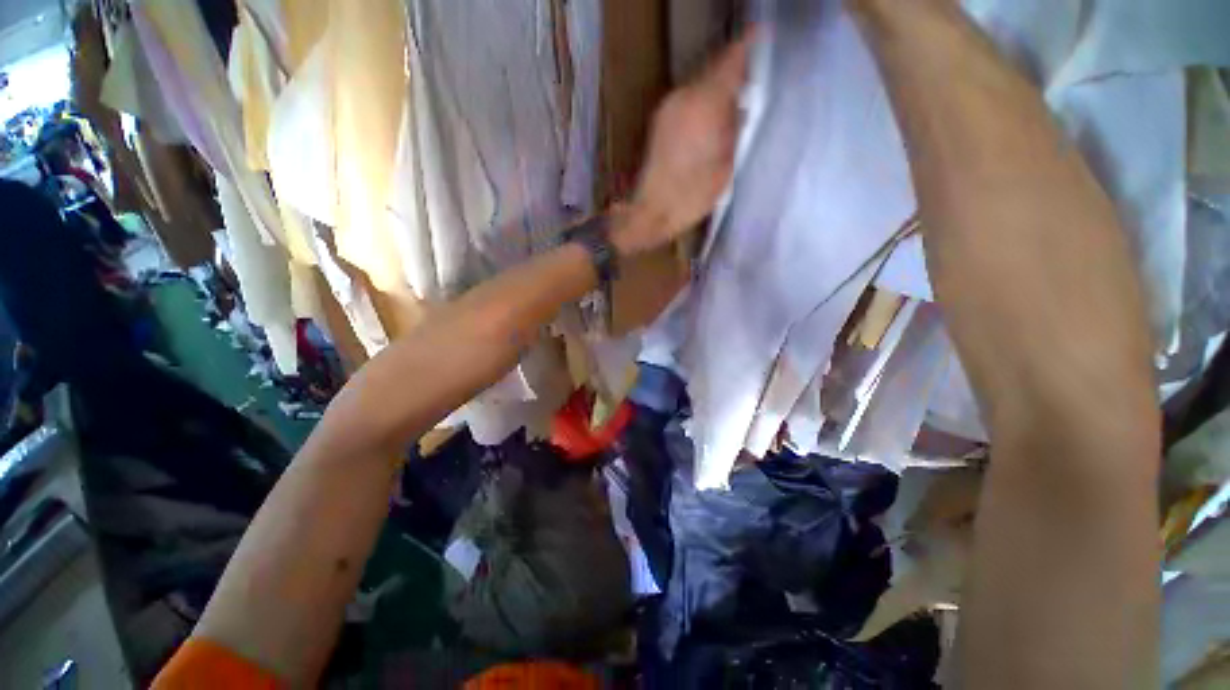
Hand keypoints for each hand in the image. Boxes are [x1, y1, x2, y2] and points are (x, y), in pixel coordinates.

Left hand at [618, 33, 754, 253]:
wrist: (650, 212)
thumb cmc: (691, 196)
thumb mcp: (724, 166)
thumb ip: (733, 130)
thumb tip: (739, 108)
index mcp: (704, 104)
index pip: (729, 61)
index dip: (746, 47)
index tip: (759, 37)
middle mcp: (682, 97)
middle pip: (711, 71)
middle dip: (731, 71)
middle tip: (749, 77)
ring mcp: (666, 110)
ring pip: (697, 86)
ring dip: (714, 89)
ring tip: (732, 100)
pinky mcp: (658, 125)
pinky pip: (686, 101)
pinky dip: (700, 103)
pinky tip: (710, 119)